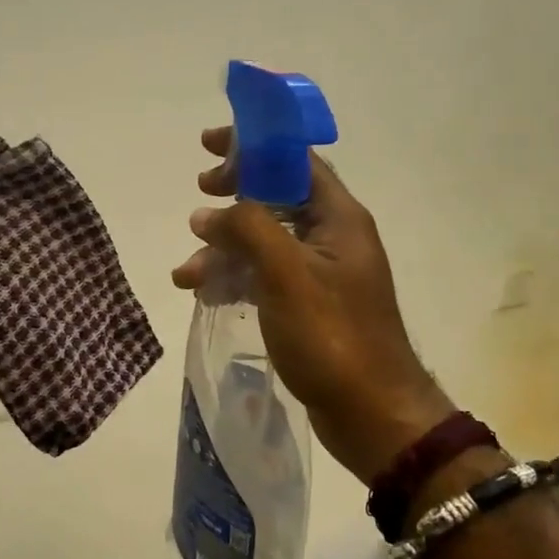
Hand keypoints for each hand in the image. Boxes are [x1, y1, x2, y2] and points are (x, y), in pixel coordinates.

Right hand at [172, 129, 453, 483]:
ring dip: (223, 249)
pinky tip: (204, 295)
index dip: (253, 145)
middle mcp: (332, 237)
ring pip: (262, 241)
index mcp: (338, 218)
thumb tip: (207, 214)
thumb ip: (246, 230)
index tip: (209, 145)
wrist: (371, 413)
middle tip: (199, 195)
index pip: (294, 161)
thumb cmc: (332, 336)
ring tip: (187, 273)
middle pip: (275, 196)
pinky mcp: (307, 305)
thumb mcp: (285, 274)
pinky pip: (263, 276)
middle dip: (233, 196)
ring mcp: (320, 273)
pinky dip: (234, 278)